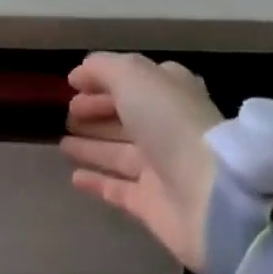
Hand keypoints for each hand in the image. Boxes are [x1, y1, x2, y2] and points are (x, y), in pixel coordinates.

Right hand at [60, 52, 223, 271]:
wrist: (210, 198)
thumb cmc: (169, 121)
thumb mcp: (131, 75)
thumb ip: (102, 68)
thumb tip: (80, 73)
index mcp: (167, 89)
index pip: (129, 78)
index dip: (101, 79)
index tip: (72, 84)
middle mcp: (164, 124)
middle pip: (123, 114)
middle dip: (95, 111)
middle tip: (67, 112)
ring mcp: (160, 166)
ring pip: (118, 151)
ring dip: (91, 146)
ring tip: (61, 142)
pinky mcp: (153, 205)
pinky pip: (118, 189)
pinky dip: (97, 181)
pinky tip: (73, 177)